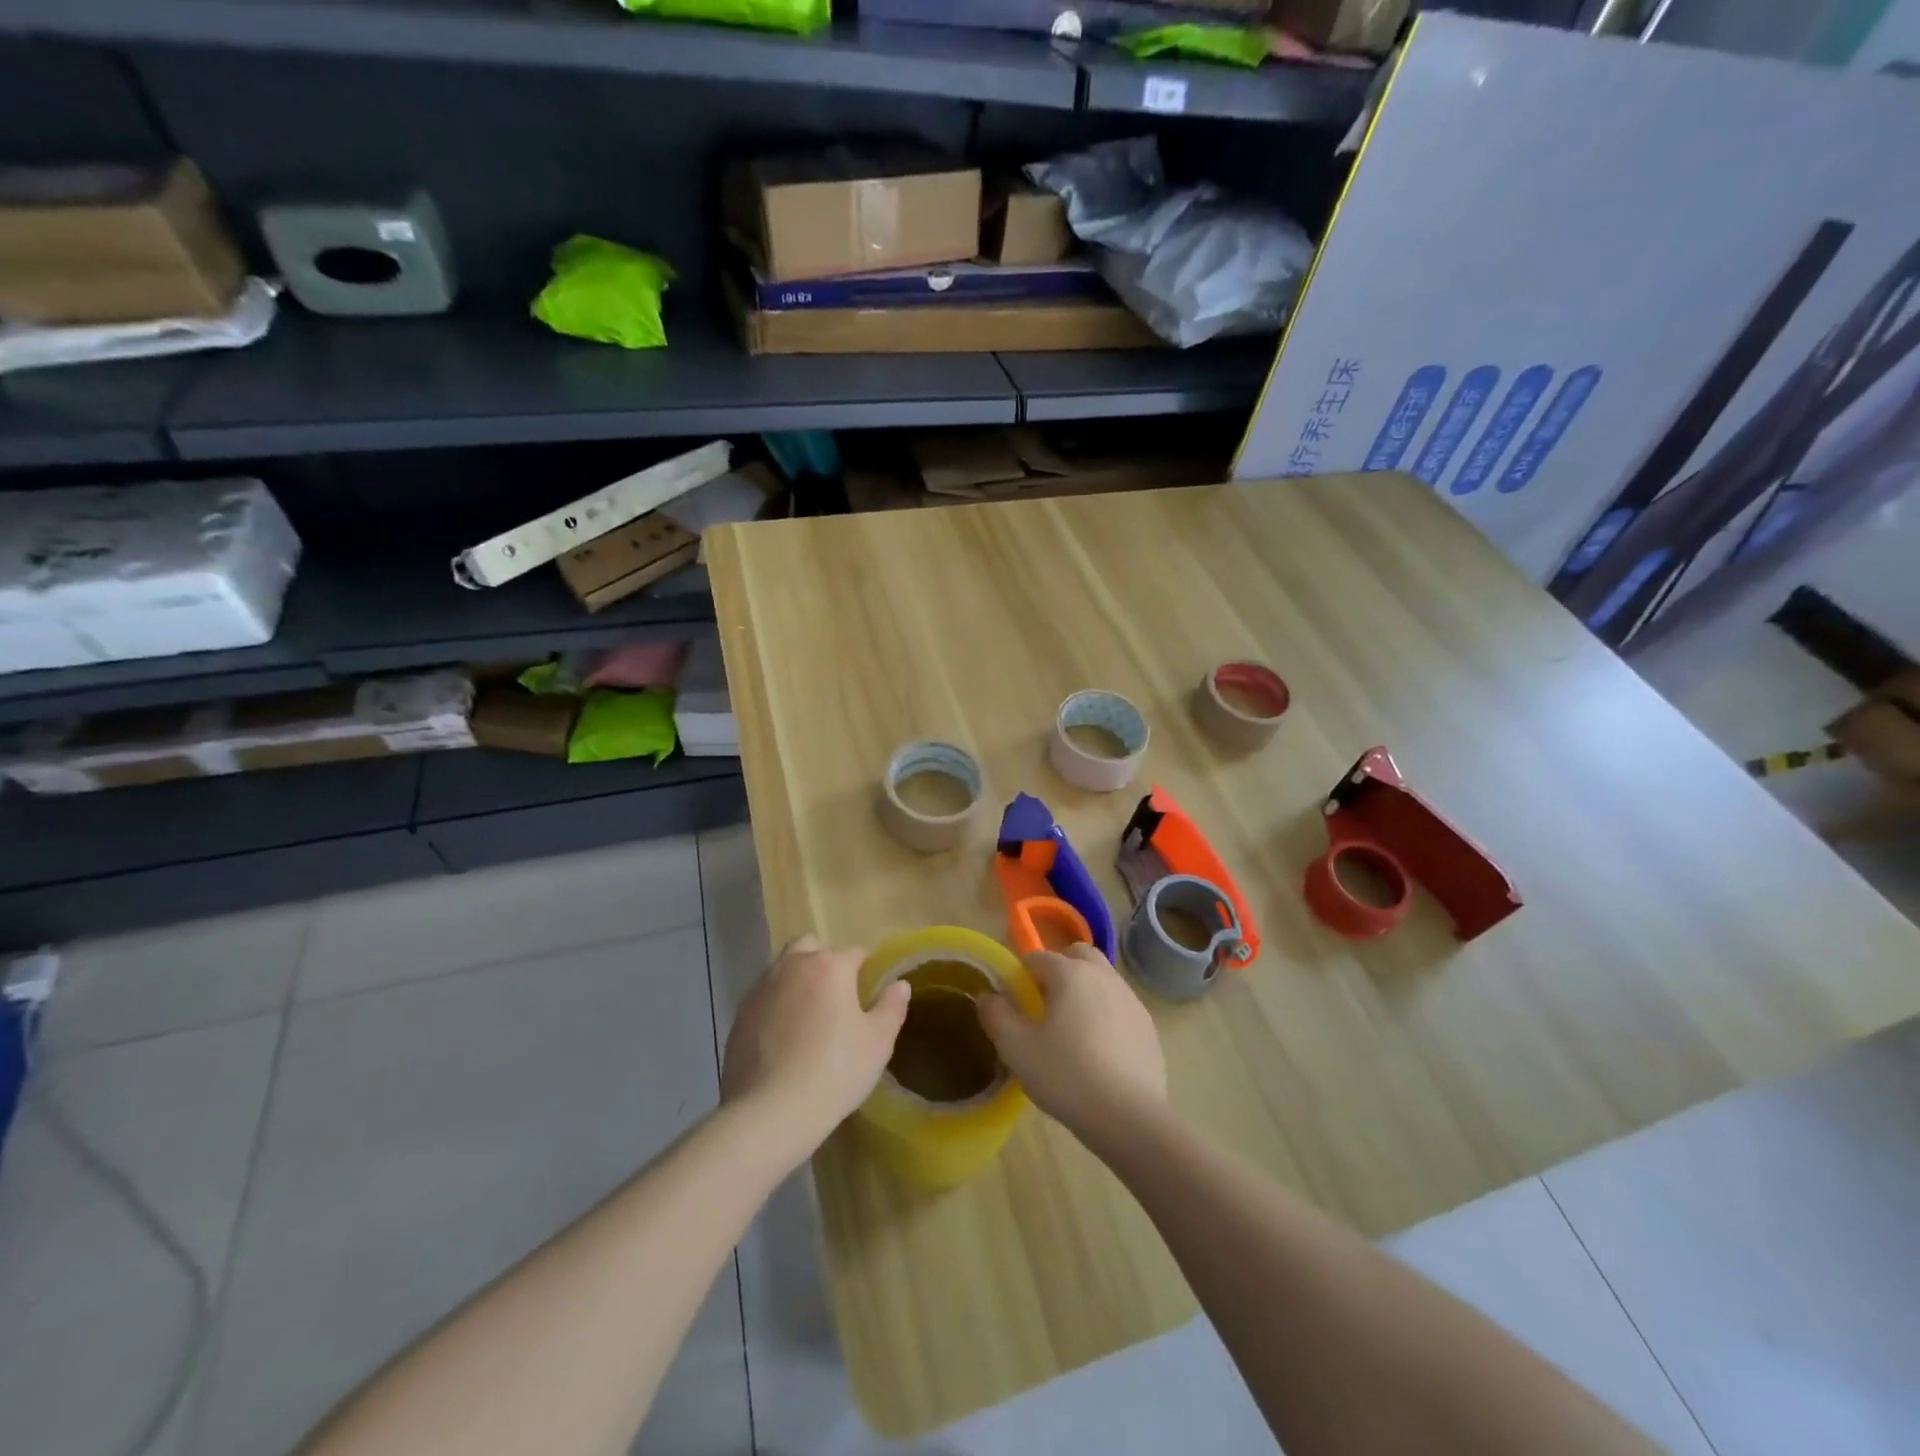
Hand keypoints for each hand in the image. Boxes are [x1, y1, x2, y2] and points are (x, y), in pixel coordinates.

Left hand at [721, 934, 910, 1164]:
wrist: (770, 1112)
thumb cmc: (834, 1071)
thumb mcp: (878, 1043)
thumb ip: (892, 1007)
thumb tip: (899, 984)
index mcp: (830, 966)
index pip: (855, 953)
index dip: (866, 970)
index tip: (870, 993)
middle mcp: (793, 966)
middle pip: (812, 948)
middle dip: (825, 962)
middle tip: (836, 997)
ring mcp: (761, 988)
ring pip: (783, 968)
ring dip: (797, 980)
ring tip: (808, 1016)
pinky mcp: (740, 1014)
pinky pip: (764, 997)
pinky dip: (776, 1005)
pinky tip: (783, 1037)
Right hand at [977, 944, 1166, 1146]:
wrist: (1129, 1116)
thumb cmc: (1066, 1075)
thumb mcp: (1016, 1048)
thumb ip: (997, 1015)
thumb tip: (987, 996)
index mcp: (1070, 973)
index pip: (1037, 957)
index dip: (1022, 977)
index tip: (1017, 1006)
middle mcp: (1102, 976)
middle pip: (1077, 955)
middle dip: (1059, 969)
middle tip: (1046, 1006)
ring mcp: (1130, 999)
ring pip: (1102, 978)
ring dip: (1085, 990)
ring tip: (1073, 1030)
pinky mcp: (1148, 1025)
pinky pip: (1120, 1006)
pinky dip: (1106, 1014)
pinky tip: (1099, 1051)